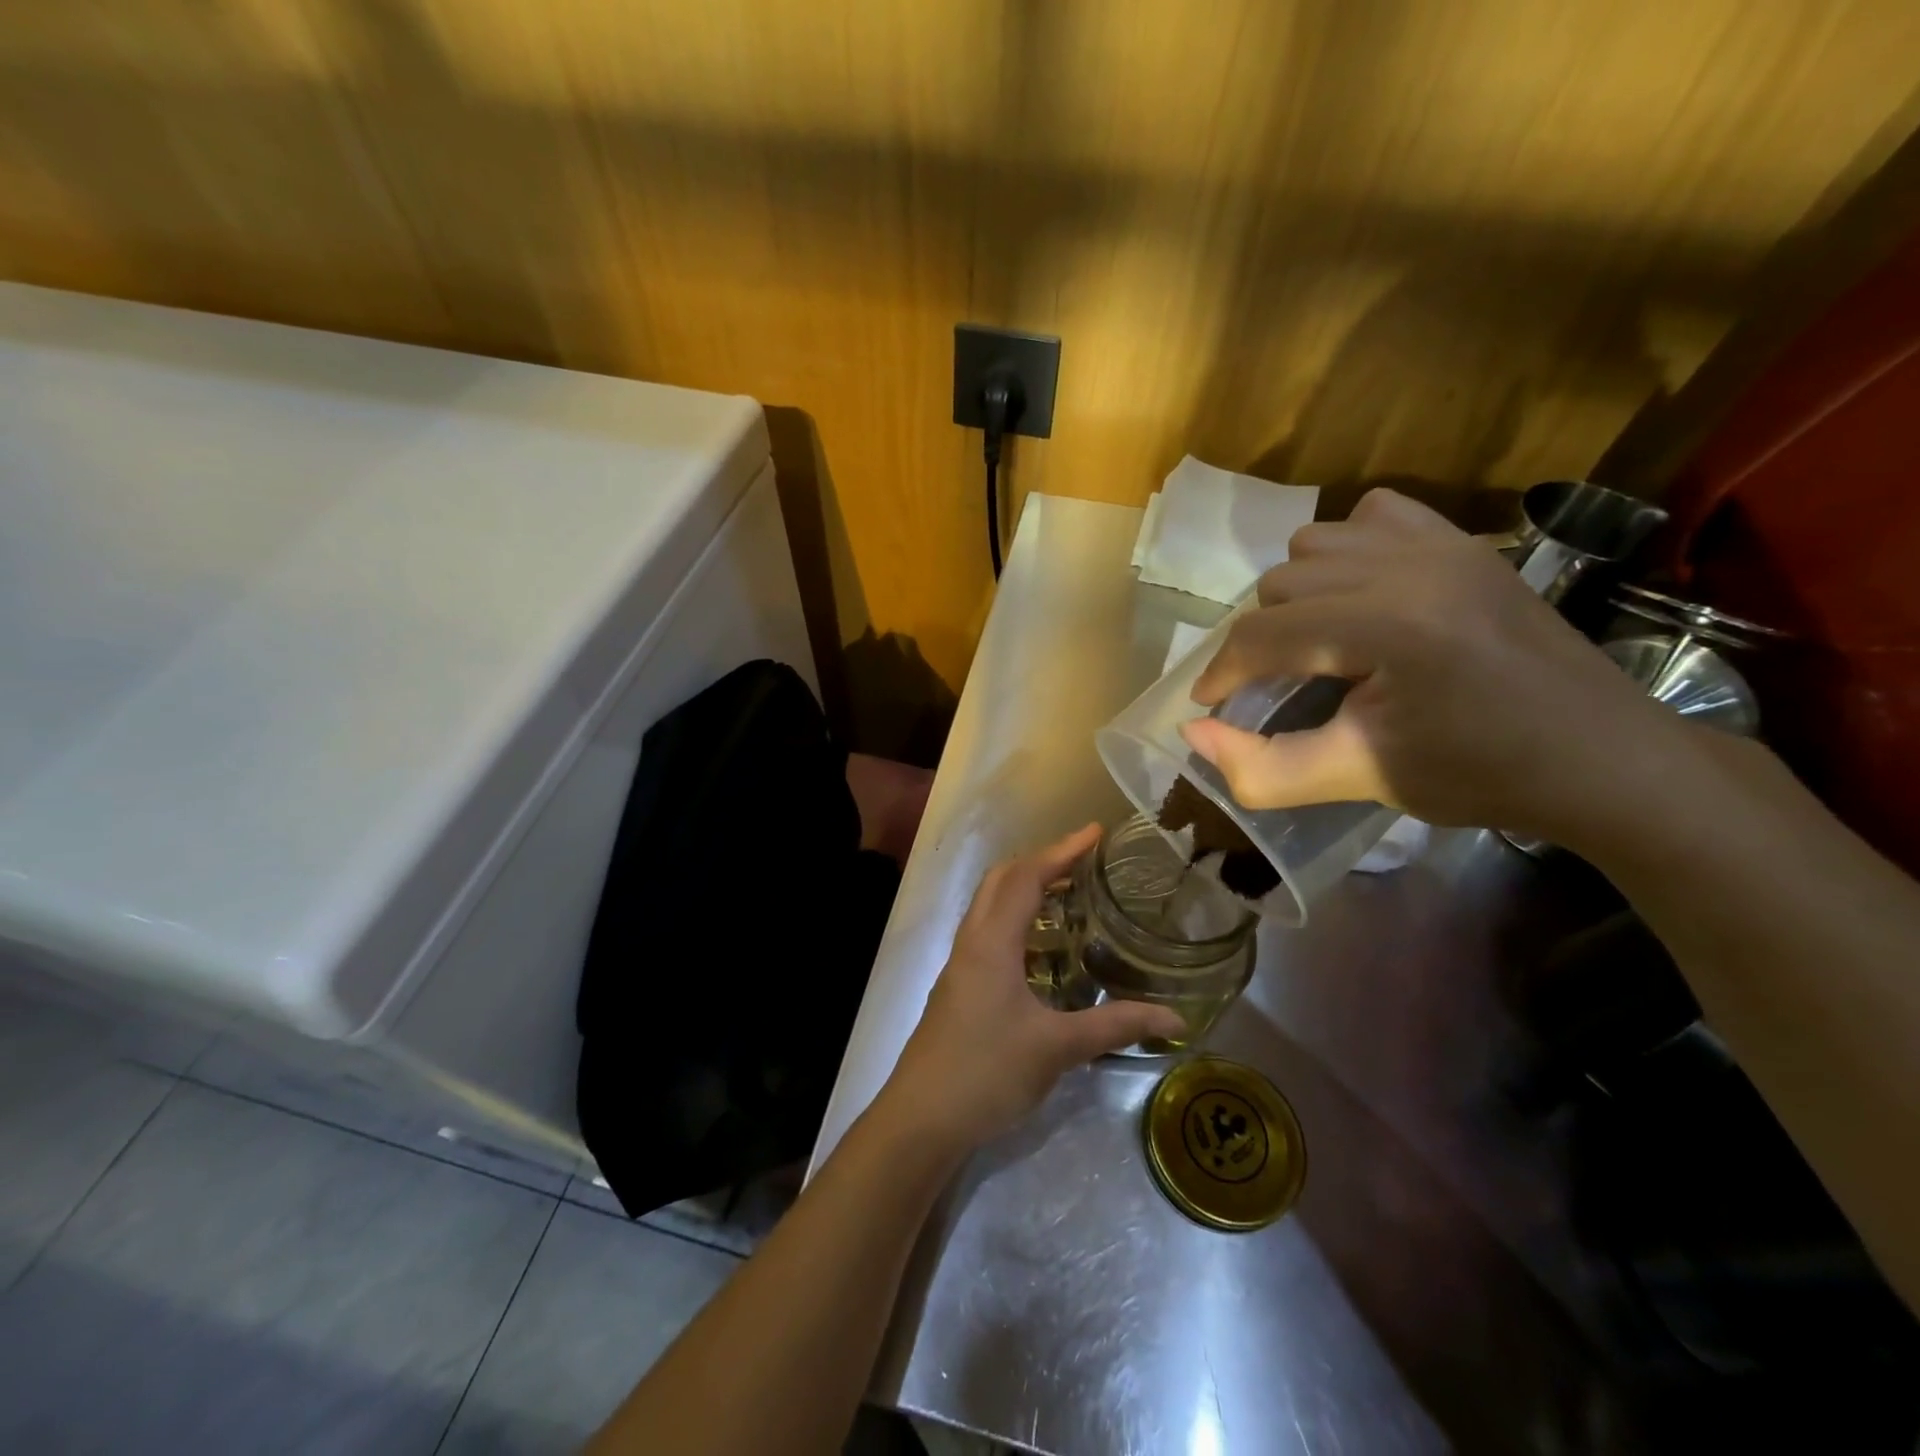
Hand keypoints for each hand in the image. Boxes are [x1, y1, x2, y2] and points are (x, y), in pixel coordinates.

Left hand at [879, 825, 1185, 1151]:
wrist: (922, 1117)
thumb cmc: (987, 1072)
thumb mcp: (1058, 1048)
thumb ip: (1116, 1026)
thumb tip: (1176, 1019)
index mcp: (992, 942)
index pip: (1027, 877)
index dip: (1062, 850)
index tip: (1096, 832)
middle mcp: (972, 941)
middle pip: (1002, 880)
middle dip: (1042, 861)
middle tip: (1084, 861)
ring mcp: (960, 963)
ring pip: (990, 905)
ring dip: (1025, 888)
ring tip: (1069, 894)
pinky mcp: (959, 985)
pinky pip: (988, 931)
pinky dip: (1016, 919)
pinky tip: (1042, 948)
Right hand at [1179, 488, 1688, 841]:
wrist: (1601, 757)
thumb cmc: (1480, 775)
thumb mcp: (1359, 779)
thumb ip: (1263, 767)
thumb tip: (1192, 732)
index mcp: (1390, 628)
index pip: (1265, 634)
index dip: (1221, 674)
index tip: (1210, 707)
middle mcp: (1411, 566)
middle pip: (1280, 584)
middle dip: (1261, 640)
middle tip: (1274, 688)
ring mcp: (1443, 544)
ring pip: (1314, 543)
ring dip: (1297, 594)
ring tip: (1316, 643)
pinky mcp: (1465, 541)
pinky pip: (1372, 514)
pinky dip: (1346, 551)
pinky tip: (1361, 596)